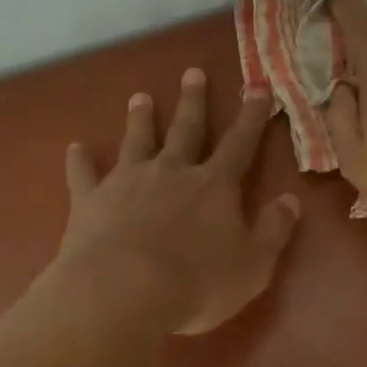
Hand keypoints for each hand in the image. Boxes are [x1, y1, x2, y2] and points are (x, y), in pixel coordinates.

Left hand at [55, 69, 299, 335]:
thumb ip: (274, 230)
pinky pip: (84, 174)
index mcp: (214, 185)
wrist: (124, 292)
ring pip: (136, 140)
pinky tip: (75, 147)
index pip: (240, 143)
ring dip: (140, 119)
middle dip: (193, 102)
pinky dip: (80, 160)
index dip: (251, 116)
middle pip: (186, 130)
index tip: (257, 87)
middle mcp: (172, 171)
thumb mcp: (253, 265)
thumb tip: (291, 199)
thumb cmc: (197, 283)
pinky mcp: (91, 199)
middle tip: (192, 73)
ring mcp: (128, 181)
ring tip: (140, 97)